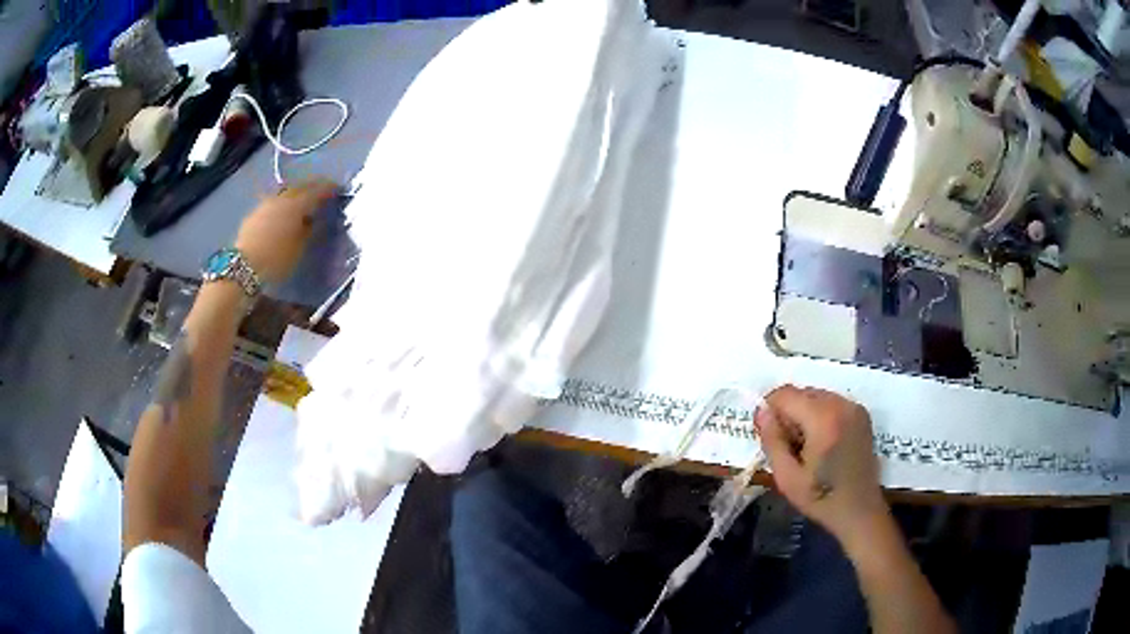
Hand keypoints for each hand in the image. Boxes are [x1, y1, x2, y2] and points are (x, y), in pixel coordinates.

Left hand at [235, 179, 337, 282]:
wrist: (243, 267)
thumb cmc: (276, 259)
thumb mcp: (300, 248)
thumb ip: (310, 229)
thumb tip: (315, 218)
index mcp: (297, 204)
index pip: (317, 190)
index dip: (329, 188)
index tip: (338, 190)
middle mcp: (282, 198)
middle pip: (301, 186)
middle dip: (312, 187)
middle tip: (322, 192)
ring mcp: (266, 203)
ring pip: (286, 191)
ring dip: (296, 193)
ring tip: (302, 202)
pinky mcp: (254, 213)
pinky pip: (274, 201)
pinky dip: (283, 203)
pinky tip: (284, 212)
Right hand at [755, 385, 887, 546]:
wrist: (860, 510)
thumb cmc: (821, 498)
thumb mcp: (787, 477)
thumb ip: (772, 441)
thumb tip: (761, 411)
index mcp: (823, 419)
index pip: (785, 395)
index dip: (771, 411)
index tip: (771, 438)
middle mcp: (841, 404)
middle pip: (801, 393)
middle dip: (789, 414)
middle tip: (790, 447)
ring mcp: (854, 407)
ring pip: (815, 396)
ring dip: (804, 414)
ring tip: (807, 447)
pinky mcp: (861, 414)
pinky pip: (831, 402)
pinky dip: (820, 416)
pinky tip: (823, 443)